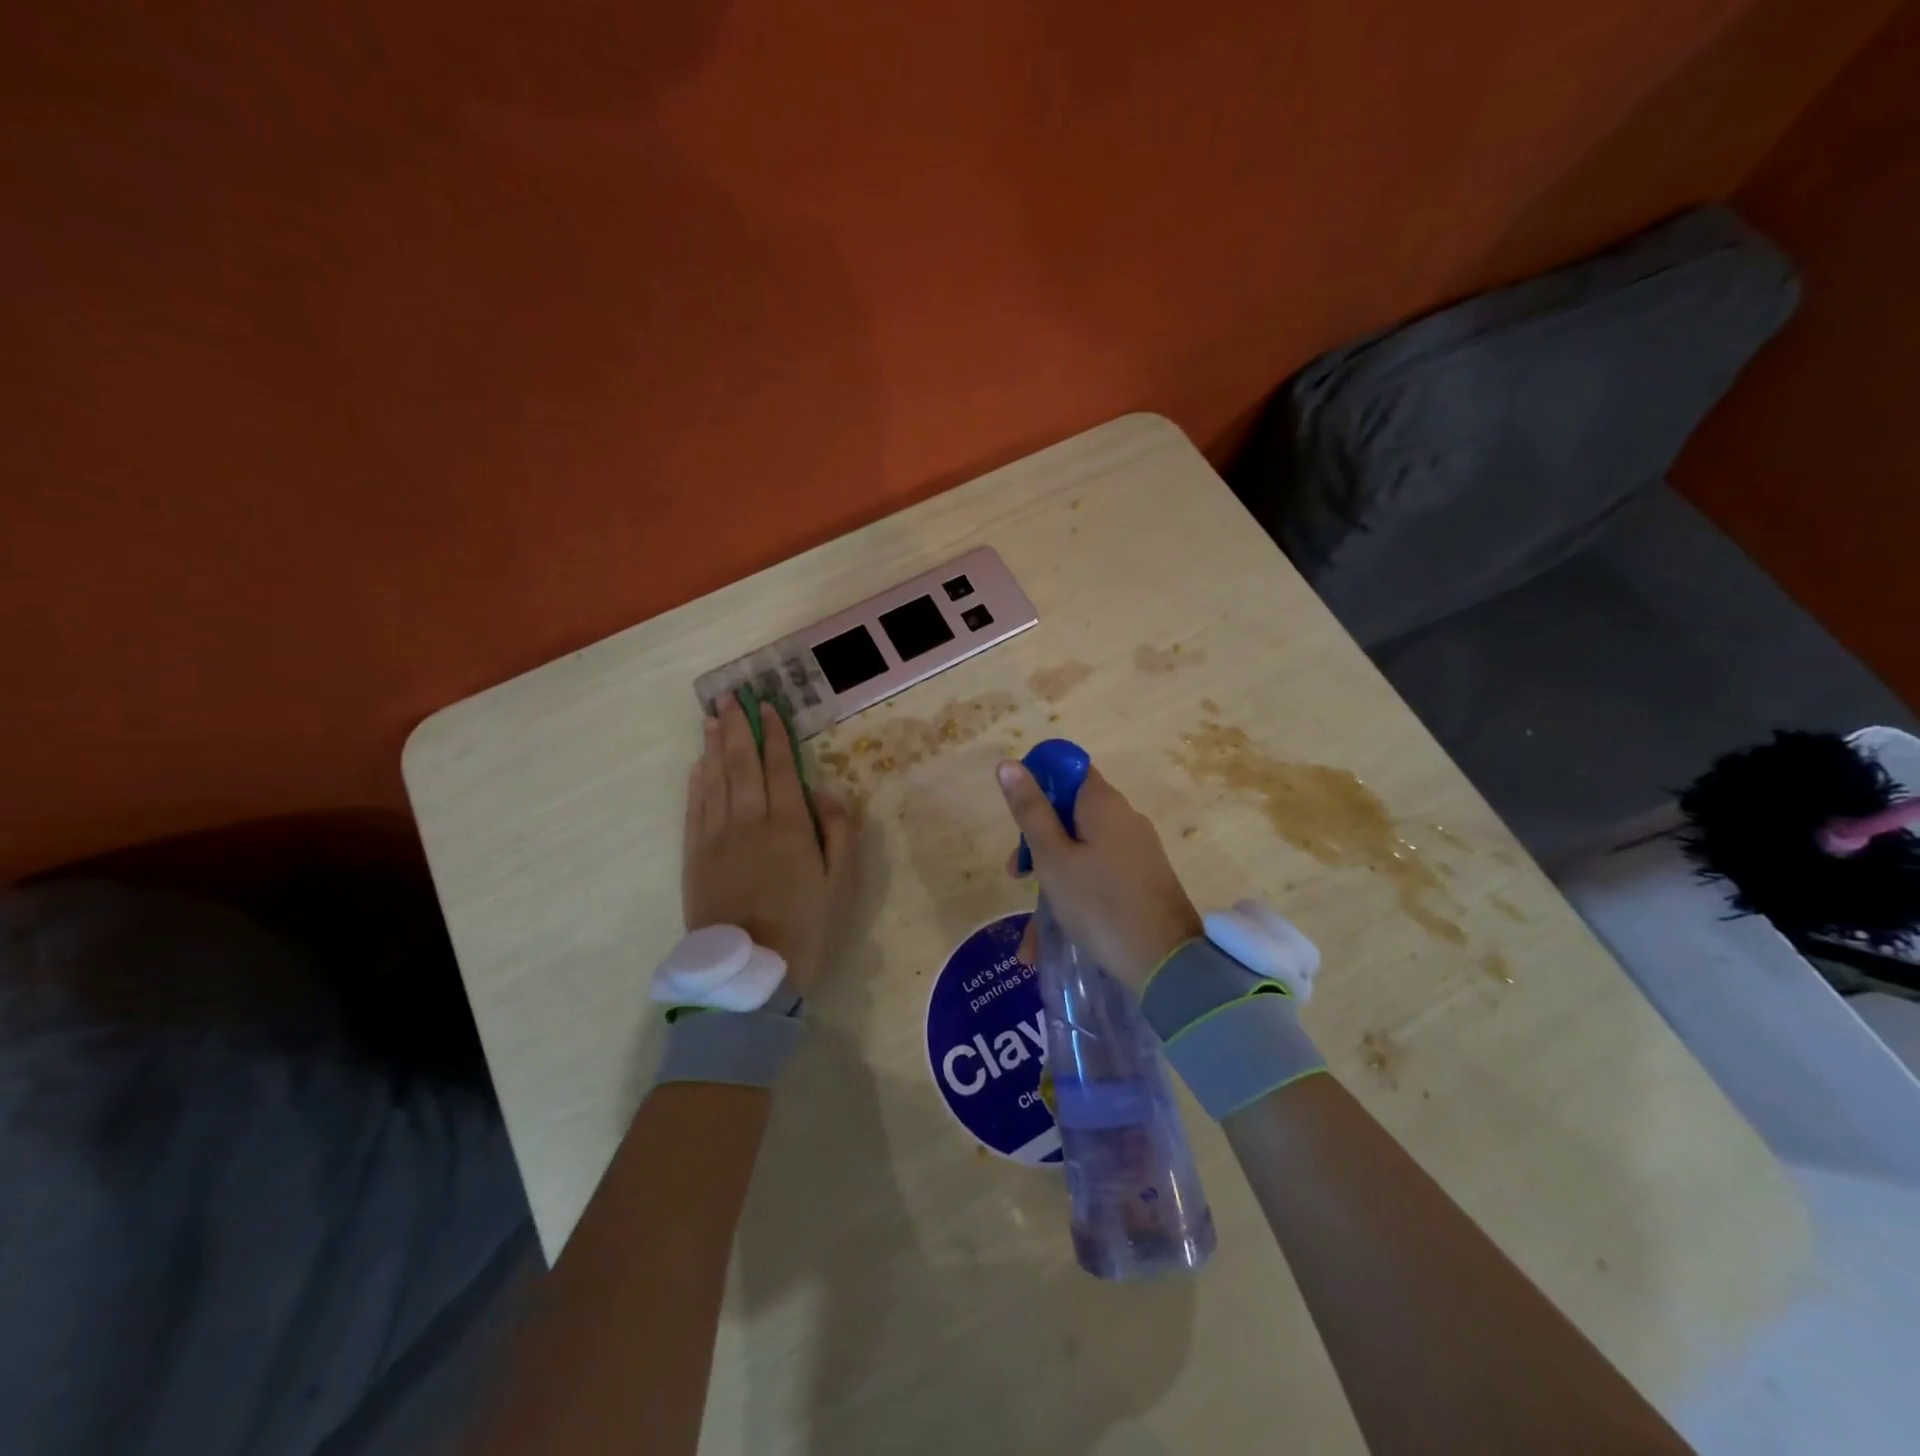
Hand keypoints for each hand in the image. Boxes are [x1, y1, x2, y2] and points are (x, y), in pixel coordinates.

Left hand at [684, 697, 856, 993]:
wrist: (749, 973)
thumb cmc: (804, 927)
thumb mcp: (840, 883)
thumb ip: (839, 833)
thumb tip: (826, 792)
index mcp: (788, 826)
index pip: (779, 767)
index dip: (773, 734)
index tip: (767, 706)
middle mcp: (749, 822)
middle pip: (741, 764)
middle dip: (737, 728)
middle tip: (730, 697)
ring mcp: (717, 838)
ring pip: (714, 780)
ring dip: (713, 746)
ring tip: (711, 718)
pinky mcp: (695, 857)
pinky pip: (694, 809)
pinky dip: (696, 783)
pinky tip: (697, 766)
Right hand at [997, 761, 1201, 988]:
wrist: (1167, 963)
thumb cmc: (1100, 903)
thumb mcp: (1053, 858)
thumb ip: (1030, 811)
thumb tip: (1009, 763)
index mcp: (1103, 804)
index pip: (1068, 770)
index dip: (1039, 784)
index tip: (1018, 817)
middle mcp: (1124, 819)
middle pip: (1070, 813)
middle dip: (1038, 842)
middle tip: (1017, 876)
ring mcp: (1136, 851)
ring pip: (1081, 852)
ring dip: (1051, 882)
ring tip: (1030, 933)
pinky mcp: (1142, 880)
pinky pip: (1098, 877)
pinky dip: (1074, 898)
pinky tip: (1050, 940)